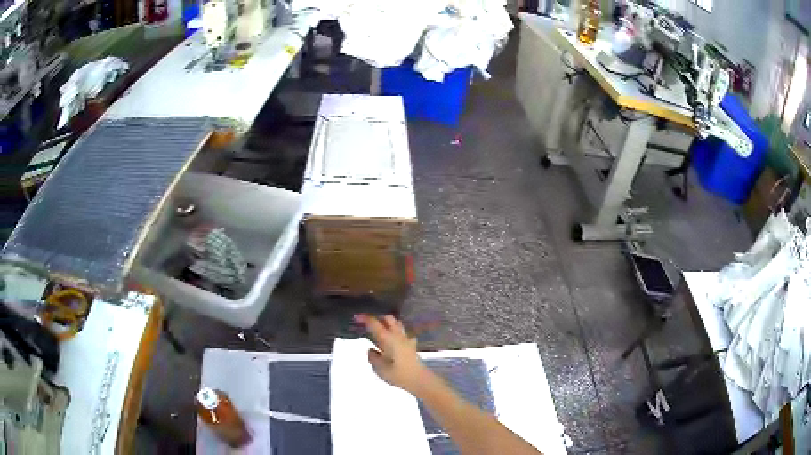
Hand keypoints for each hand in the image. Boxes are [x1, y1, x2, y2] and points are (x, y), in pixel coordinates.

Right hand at [355, 314, 431, 395]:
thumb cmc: (399, 375)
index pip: (374, 324)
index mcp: (388, 339)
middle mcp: (397, 336)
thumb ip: (373, 358)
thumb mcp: (380, 369)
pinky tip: (394, 340)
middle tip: (368, 323)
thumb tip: (371, 350)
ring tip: (380, 330)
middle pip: (388, 319)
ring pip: (397, 324)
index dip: (365, 318)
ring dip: (388, 323)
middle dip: (378, 317)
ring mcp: (406, 340)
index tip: (356, 317)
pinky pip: (404, 334)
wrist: (420, 380)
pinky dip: (397, 333)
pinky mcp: (411, 346)